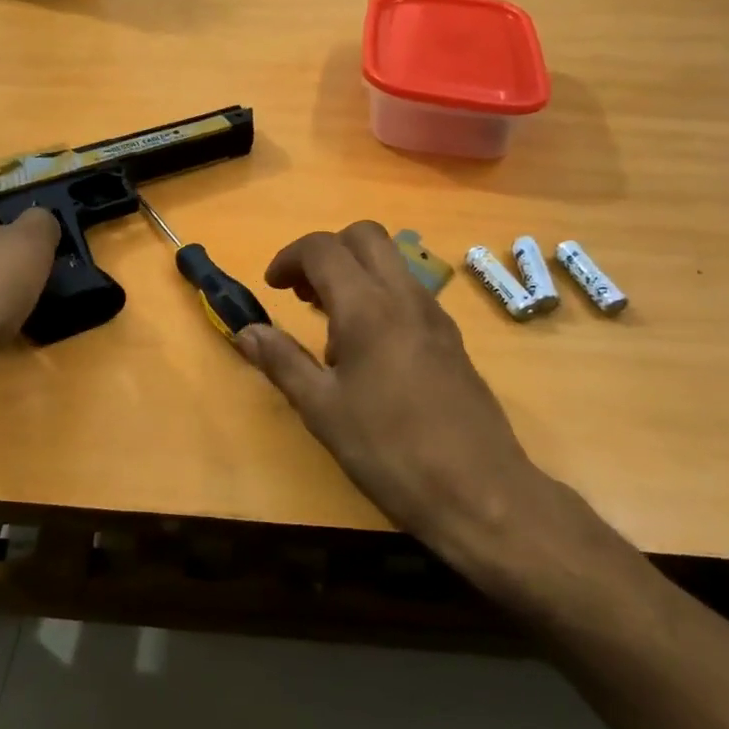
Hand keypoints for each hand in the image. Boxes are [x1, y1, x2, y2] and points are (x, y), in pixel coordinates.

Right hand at [236, 222, 626, 607]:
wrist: (480, 492)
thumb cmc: (389, 450)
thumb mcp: (322, 410)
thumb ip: (282, 361)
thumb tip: (247, 331)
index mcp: (368, 307)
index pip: (323, 248)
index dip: (289, 257)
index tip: (272, 288)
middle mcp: (405, 297)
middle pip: (364, 236)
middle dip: (326, 252)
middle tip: (302, 293)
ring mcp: (435, 316)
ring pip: (391, 261)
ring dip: (354, 273)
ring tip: (328, 326)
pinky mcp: (451, 339)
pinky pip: (409, 293)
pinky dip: (379, 297)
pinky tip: (368, 352)